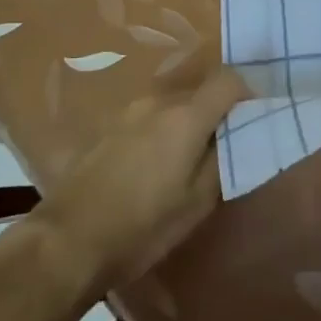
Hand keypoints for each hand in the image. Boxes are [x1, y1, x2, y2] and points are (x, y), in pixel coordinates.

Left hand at [34, 59, 247, 292]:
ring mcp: (129, 111)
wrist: (65, 241)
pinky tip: (155, 167)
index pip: (229, 79)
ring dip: (189, 122)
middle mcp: (158, 101)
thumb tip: (241, 134)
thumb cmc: (142, 226)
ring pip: (174, 104)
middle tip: (225, 147)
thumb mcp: (198, 203)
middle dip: (219, 111)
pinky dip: (163, 131)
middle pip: (201, 91)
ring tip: (188, 161)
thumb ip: (224, 159)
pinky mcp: (107, 128)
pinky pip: (149, 118)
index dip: (248, 93)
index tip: (255, 118)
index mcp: (186, 115)